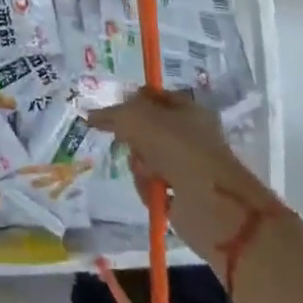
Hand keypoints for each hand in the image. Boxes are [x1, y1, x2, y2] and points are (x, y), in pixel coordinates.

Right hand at [87, 91, 288, 288]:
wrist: (212, 205)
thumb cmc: (178, 150)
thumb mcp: (138, 120)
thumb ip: (113, 115)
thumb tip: (91, 115)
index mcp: (188, 109)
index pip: (153, 97)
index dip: (132, 102)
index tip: (113, 115)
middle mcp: (190, 135)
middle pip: (146, 129)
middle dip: (133, 139)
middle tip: (128, 144)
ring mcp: (188, 166)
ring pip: (146, 158)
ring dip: (139, 166)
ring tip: (147, 174)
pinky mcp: (184, 194)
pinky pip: (153, 184)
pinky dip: (148, 188)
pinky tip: (153, 192)